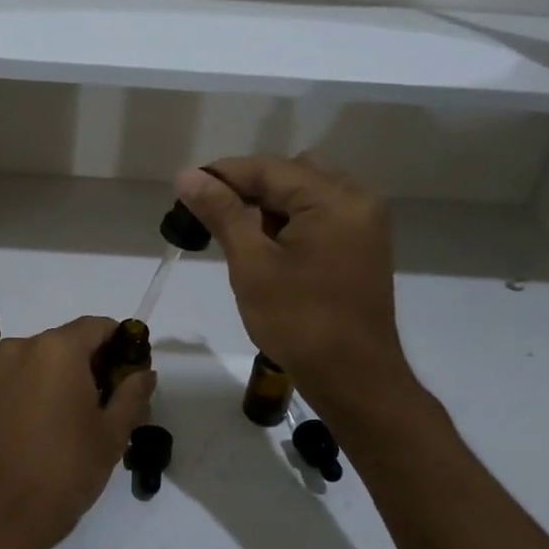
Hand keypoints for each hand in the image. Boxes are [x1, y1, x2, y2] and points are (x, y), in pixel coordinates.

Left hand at [0, 316, 155, 548]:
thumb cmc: (60, 471)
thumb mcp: (110, 435)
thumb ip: (132, 395)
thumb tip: (144, 372)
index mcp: (57, 348)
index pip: (99, 326)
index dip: (123, 345)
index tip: (136, 375)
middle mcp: (23, 348)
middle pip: (70, 342)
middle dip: (97, 365)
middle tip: (119, 404)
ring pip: (46, 363)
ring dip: (70, 380)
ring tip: (89, 422)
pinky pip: (24, 380)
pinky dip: (44, 392)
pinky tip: (57, 428)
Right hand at [174, 157, 413, 408]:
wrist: (354, 379)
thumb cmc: (299, 322)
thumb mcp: (252, 264)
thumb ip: (221, 213)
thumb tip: (187, 176)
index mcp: (334, 199)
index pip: (268, 169)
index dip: (222, 175)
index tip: (183, 188)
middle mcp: (357, 199)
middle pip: (290, 173)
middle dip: (248, 188)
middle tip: (211, 215)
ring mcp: (364, 223)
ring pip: (305, 193)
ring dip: (269, 206)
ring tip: (236, 236)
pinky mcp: (362, 246)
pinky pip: (320, 215)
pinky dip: (290, 222)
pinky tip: (266, 248)